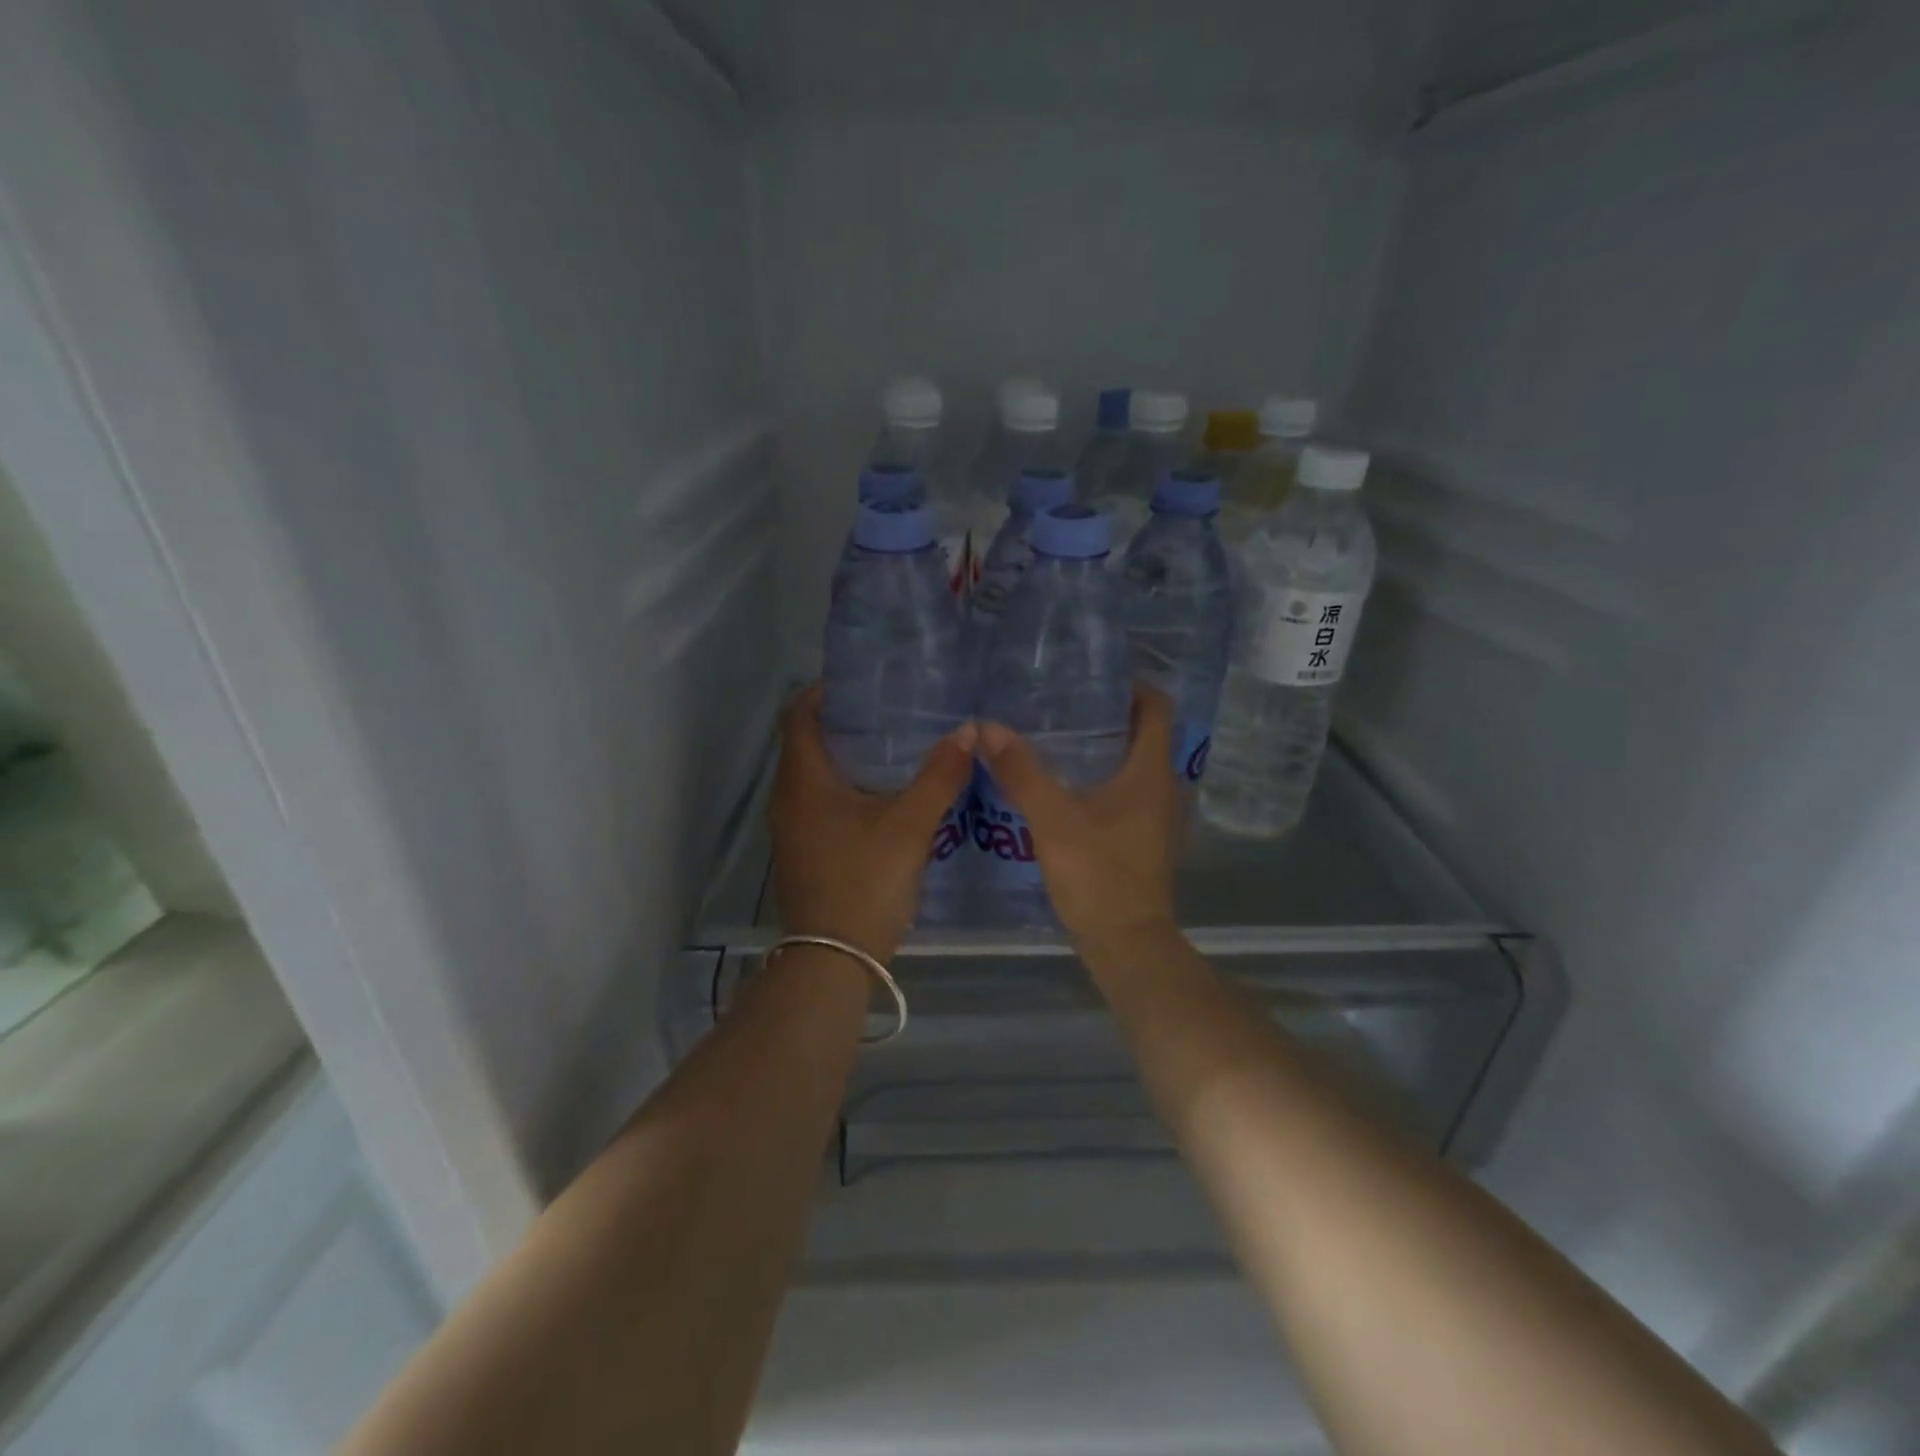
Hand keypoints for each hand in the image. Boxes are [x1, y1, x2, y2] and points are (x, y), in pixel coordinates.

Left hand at [769, 684, 976, 962]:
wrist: (833, 960)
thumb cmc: (865, 882)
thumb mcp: (910, 825)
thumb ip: (940, 775)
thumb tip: (968, 729)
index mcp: (804, 780)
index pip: (799, 715)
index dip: (825, 692)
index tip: (863, 682)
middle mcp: (788, 798)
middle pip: (807, 743)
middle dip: (844, 723)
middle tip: (891, 710)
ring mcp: (792, 829)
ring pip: (815, 776)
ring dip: (847, 757)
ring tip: (895, 746)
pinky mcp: (804, 852)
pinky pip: (820, 803)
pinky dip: (846, 788)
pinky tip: (884, 796)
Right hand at [976, 685, 1181, 953]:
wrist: (1126, 944)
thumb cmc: (1098, 875)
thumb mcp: (1053, 819)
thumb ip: (1021, 771)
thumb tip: (986, 726)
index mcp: (1151, 771)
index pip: (1157, 707)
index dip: (1132, 685)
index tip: (1093, 677)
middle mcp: (1164, 787)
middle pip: (1146, 733)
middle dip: (1111, 713)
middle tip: (1065, 702)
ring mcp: (1158, 815)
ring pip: (1137, 764)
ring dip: (1108, 747)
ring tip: (1062, 737)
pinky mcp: (1146, 838)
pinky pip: (1130, 791)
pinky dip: (1106, 777)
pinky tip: (1069, 785)